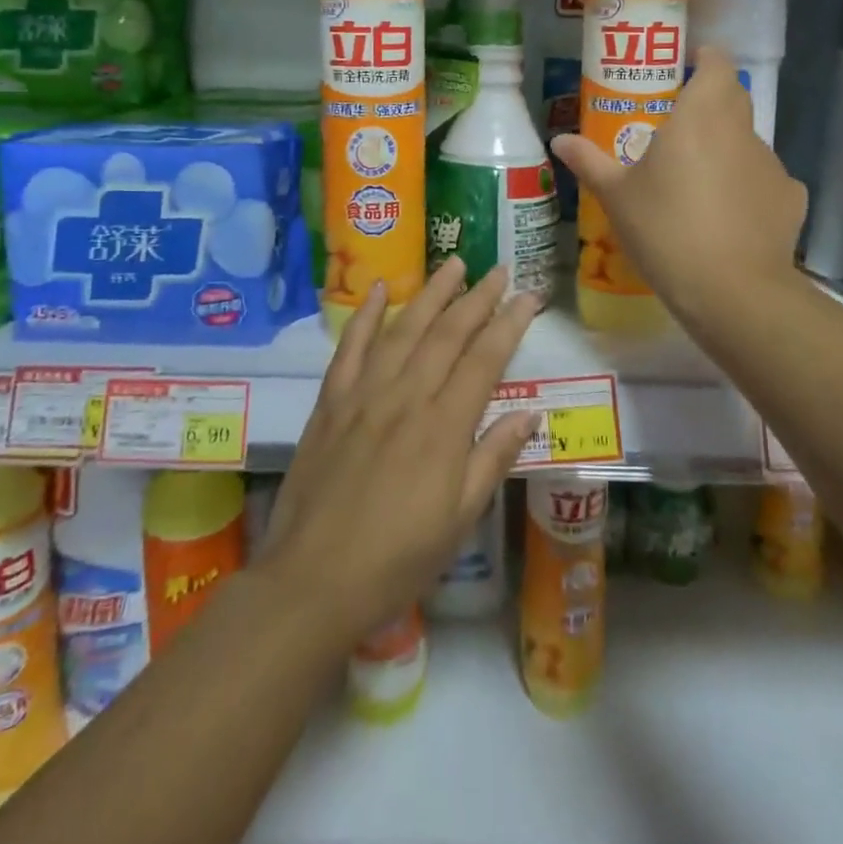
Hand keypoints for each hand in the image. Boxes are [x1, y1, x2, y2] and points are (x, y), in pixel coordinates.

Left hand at [255, 259, 538, 646]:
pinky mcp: (331, 401)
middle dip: (477, 297)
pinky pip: (350, 347)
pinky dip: (366, 314)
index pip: (485, 359)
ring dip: (431, 293)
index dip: (510, 323)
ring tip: (454, 264)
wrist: (313, 579)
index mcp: (443, 427)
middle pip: (447, 333)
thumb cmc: (397, 559)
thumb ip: (493, 459)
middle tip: (499, 269)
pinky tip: (380, 289)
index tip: (529, 296)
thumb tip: (529, 413)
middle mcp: (406, 397)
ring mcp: (364, 394)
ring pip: (403, 329)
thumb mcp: (459, 520)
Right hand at [552, 46, 808, 332]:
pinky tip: (728, 217)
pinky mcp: (790, 198)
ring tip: (697, 183)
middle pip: (732, 97)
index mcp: (701, 115)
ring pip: (746, 142)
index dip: (703, 59)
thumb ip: (590, 162)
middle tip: (675, 126)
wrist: (732, 291)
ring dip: (725, 149)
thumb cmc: (666, 229)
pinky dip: (746, 187)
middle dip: (708, 102)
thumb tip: (560, 140)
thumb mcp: (616, 197)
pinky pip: (764, 180)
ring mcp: (772, 164)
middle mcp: (741, 130)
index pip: (716, 62)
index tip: (682, 69)